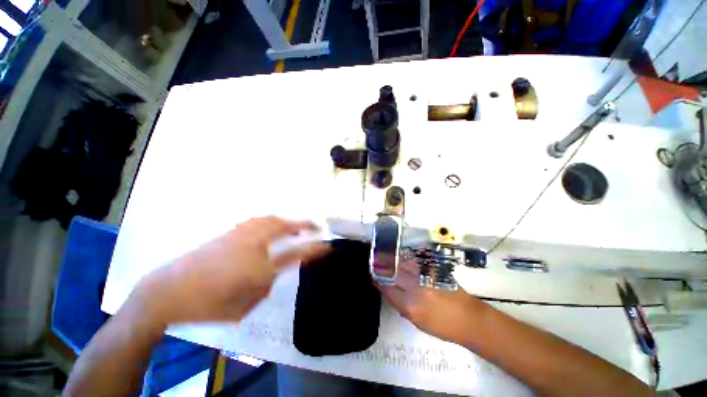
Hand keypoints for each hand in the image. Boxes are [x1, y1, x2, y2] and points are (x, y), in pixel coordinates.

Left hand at [132, 217, 328, 325]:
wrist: (167, 291)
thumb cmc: (208, 305)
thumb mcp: (245, 305)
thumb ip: (267, 285)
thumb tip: (276, 271)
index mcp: (261, 267)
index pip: (297, 253)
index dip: (316, 248)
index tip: (329, 245)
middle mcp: (254, 245)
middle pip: (285, 227)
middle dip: (305, 225)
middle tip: (316, 226)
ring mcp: (241, 235)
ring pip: (271, 219)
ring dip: (288, 221)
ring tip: (297, 225)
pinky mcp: (230, 232)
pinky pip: (258, 220)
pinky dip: (271, 220)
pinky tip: (272, 224)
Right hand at [379, 260, 483, 344]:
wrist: (469, 318)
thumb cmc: (442, 325)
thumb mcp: (417, 321)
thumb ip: (401, 304)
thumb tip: (389, 290)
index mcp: (410, 305)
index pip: (388, 288)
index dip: (378, 280)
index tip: (372, 274)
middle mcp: (416, 288)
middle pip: (393, 273)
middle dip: (382, 266)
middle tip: (374, 260)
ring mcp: (425, 276)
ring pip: (403, 263)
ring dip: (392, 258)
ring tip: (383, 254)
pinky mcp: (433, 269)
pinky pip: (414, 260)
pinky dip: (405, 257)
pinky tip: (400, 255)